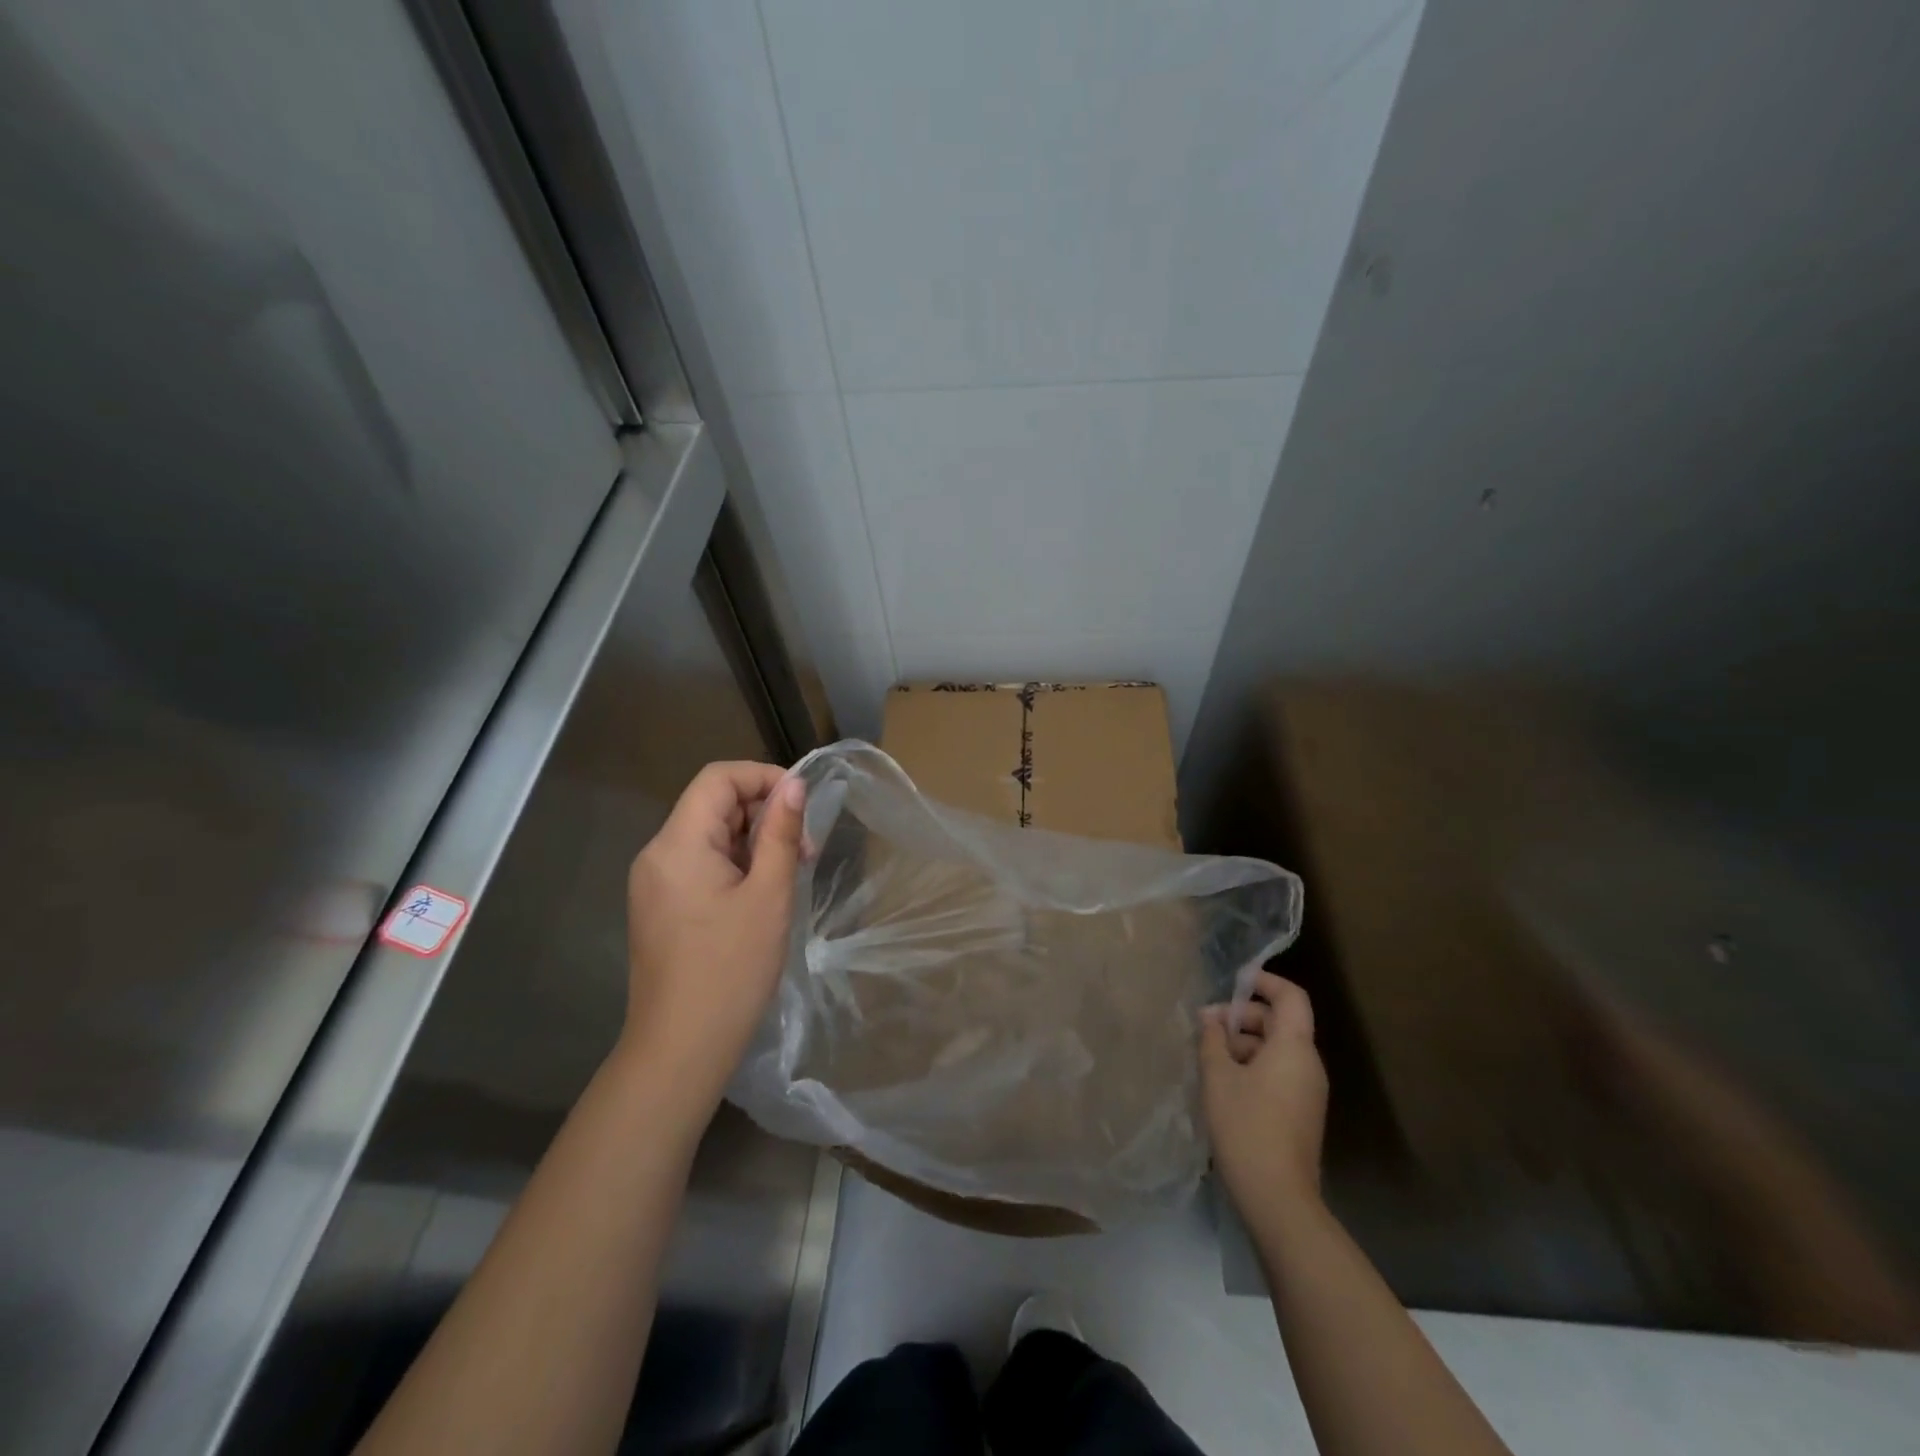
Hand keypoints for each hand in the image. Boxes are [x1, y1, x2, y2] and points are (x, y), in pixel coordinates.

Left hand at [620, 762, 805, 1106]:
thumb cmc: (731, 969)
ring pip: (709, 836)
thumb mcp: (768, 895)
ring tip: (788, 875)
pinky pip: (700, 865)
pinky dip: (735, 865)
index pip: (718, 778)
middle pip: (712, 804)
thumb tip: (794, 784)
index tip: (802, 804)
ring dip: (753, 841)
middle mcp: (657, 854)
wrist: (680, 1049)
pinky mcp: (660, 907)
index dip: (763, 777)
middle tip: (804, 851)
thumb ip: (781, 833)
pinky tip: (761, 895)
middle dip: (763, 814)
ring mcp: (654, 883)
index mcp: (678, 844)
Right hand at [1201, 971, 1328, 1227]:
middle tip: (1205, 1028)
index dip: (1264, 982)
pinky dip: (1252, 1066)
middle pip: (1280, 1022)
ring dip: (1243, 1043)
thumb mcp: (1218, 1076)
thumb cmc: (1246, 1126)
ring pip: (1276, 1049)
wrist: (1278, 1198)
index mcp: (1294, 1047)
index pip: (1290, 997)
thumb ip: (1212, 1039)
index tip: (1233, 982)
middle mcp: (1308, 1064)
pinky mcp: (1301, 1113)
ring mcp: (1307, 1091)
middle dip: (1242, 1016)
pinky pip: (1278, 1072)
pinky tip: (1222, 1082)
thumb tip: (1210, 1018)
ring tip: (1208, 1056)